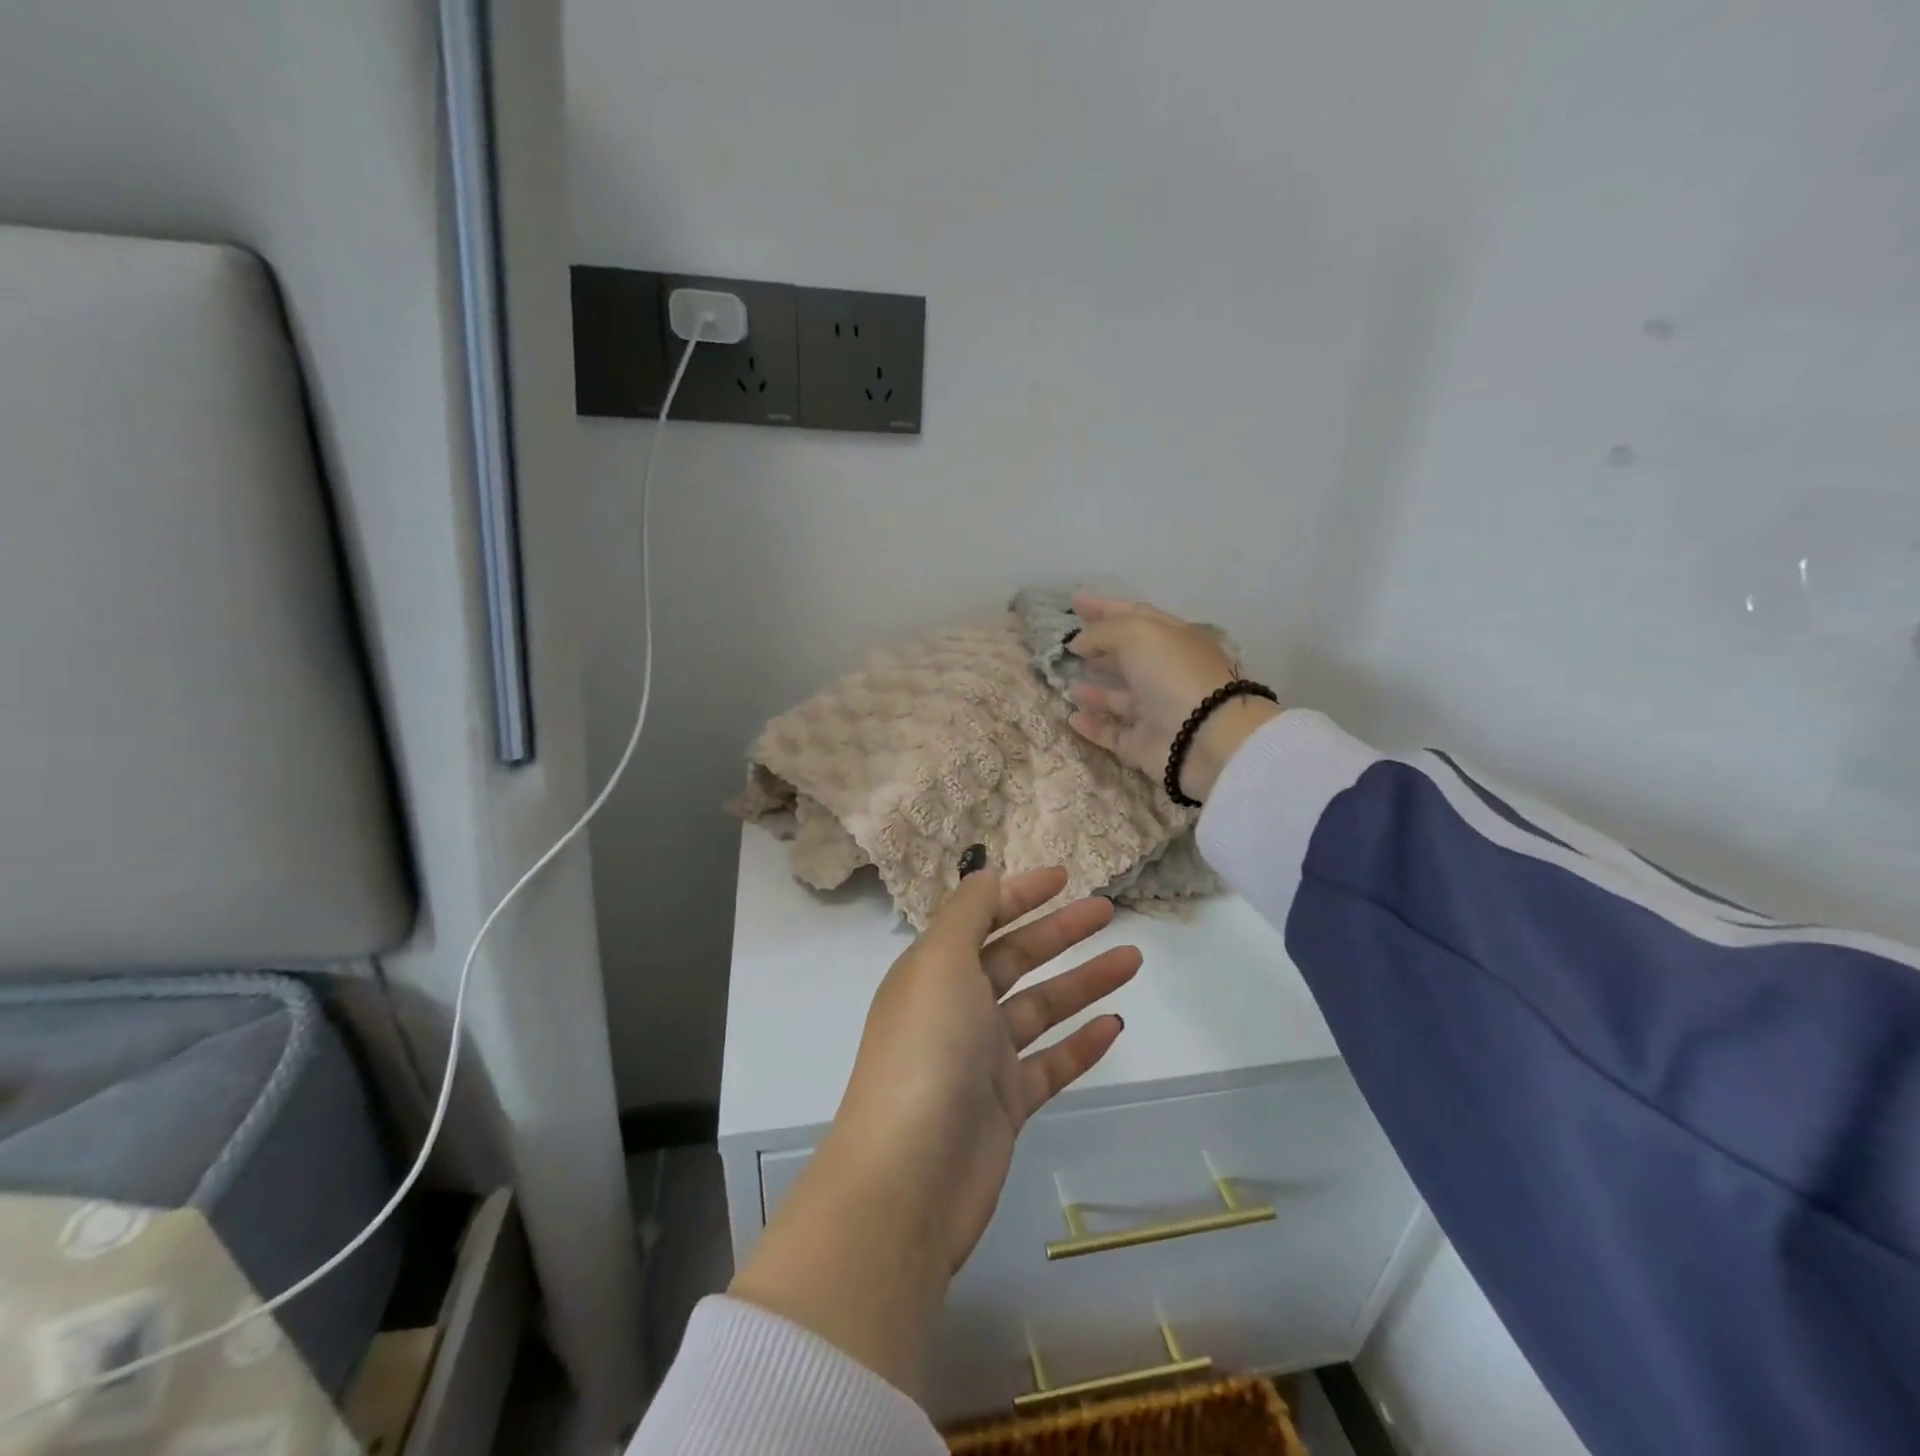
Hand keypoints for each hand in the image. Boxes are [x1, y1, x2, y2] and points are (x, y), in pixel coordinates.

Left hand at [730, 861, 1138, 1395]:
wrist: (909, 1176)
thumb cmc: (927, 1049)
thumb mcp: (941, 961)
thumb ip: (967, 913)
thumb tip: (986, 875)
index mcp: (933, 970)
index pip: (980, 919)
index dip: (1020, 895)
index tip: (1064, 878)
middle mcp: (955, 1007)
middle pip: (1014, 958)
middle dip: (1059, 932)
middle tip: (1107, 911)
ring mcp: (981, 1058)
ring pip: (1040, 1007)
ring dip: (1083, 981)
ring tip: (1131, 958)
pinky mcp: (1005, 1105)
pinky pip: (1049, 1063)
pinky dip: (1080, 1043)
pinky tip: (1114, 1024)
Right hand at [1065, 592, 1281, 801]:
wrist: (1203, 738)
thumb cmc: (1173, 674)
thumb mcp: (1137, 634)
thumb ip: (1102, 632)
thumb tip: (1078, 643)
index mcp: (1173, 639)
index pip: (1135, 616)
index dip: (1105, 607)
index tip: (1075, 601)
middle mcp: (1166, 673)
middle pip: (1128, 657)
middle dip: (1099, 649)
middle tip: (1068, 645)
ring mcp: (1157, 710)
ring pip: (1120, 697)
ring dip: (1094, 689)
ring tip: (1066, 683)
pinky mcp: (1145, 744)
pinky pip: (1114, 733)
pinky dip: (1093, 726)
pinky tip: (1071, 717)